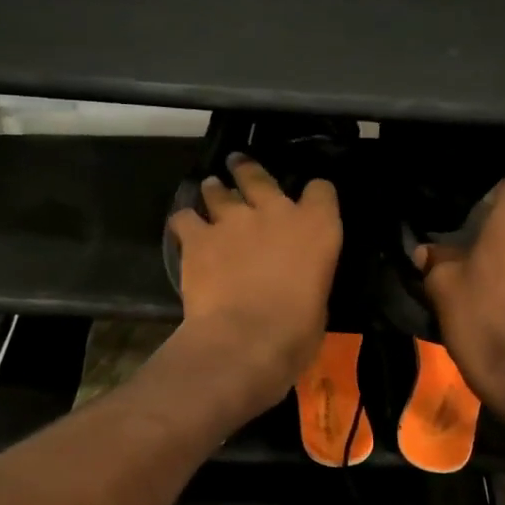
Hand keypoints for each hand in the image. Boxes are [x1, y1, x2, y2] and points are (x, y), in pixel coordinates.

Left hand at [167, 156, 341, 414]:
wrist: (246, 339)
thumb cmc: (297, 331)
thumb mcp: (319, 300)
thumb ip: (306, 276)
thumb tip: (295, 280)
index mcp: (316, 227)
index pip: (321, 190)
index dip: (315, 194)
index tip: (310, 199)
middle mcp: (274, 212)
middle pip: (259, 176)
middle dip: (248, 170)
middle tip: (238, 165)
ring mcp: (232, 220)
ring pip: (217, 190)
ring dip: (214, 191)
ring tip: (210, 191)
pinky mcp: (198, 237)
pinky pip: (184, 218)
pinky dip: (184, 221)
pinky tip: (183, 228)